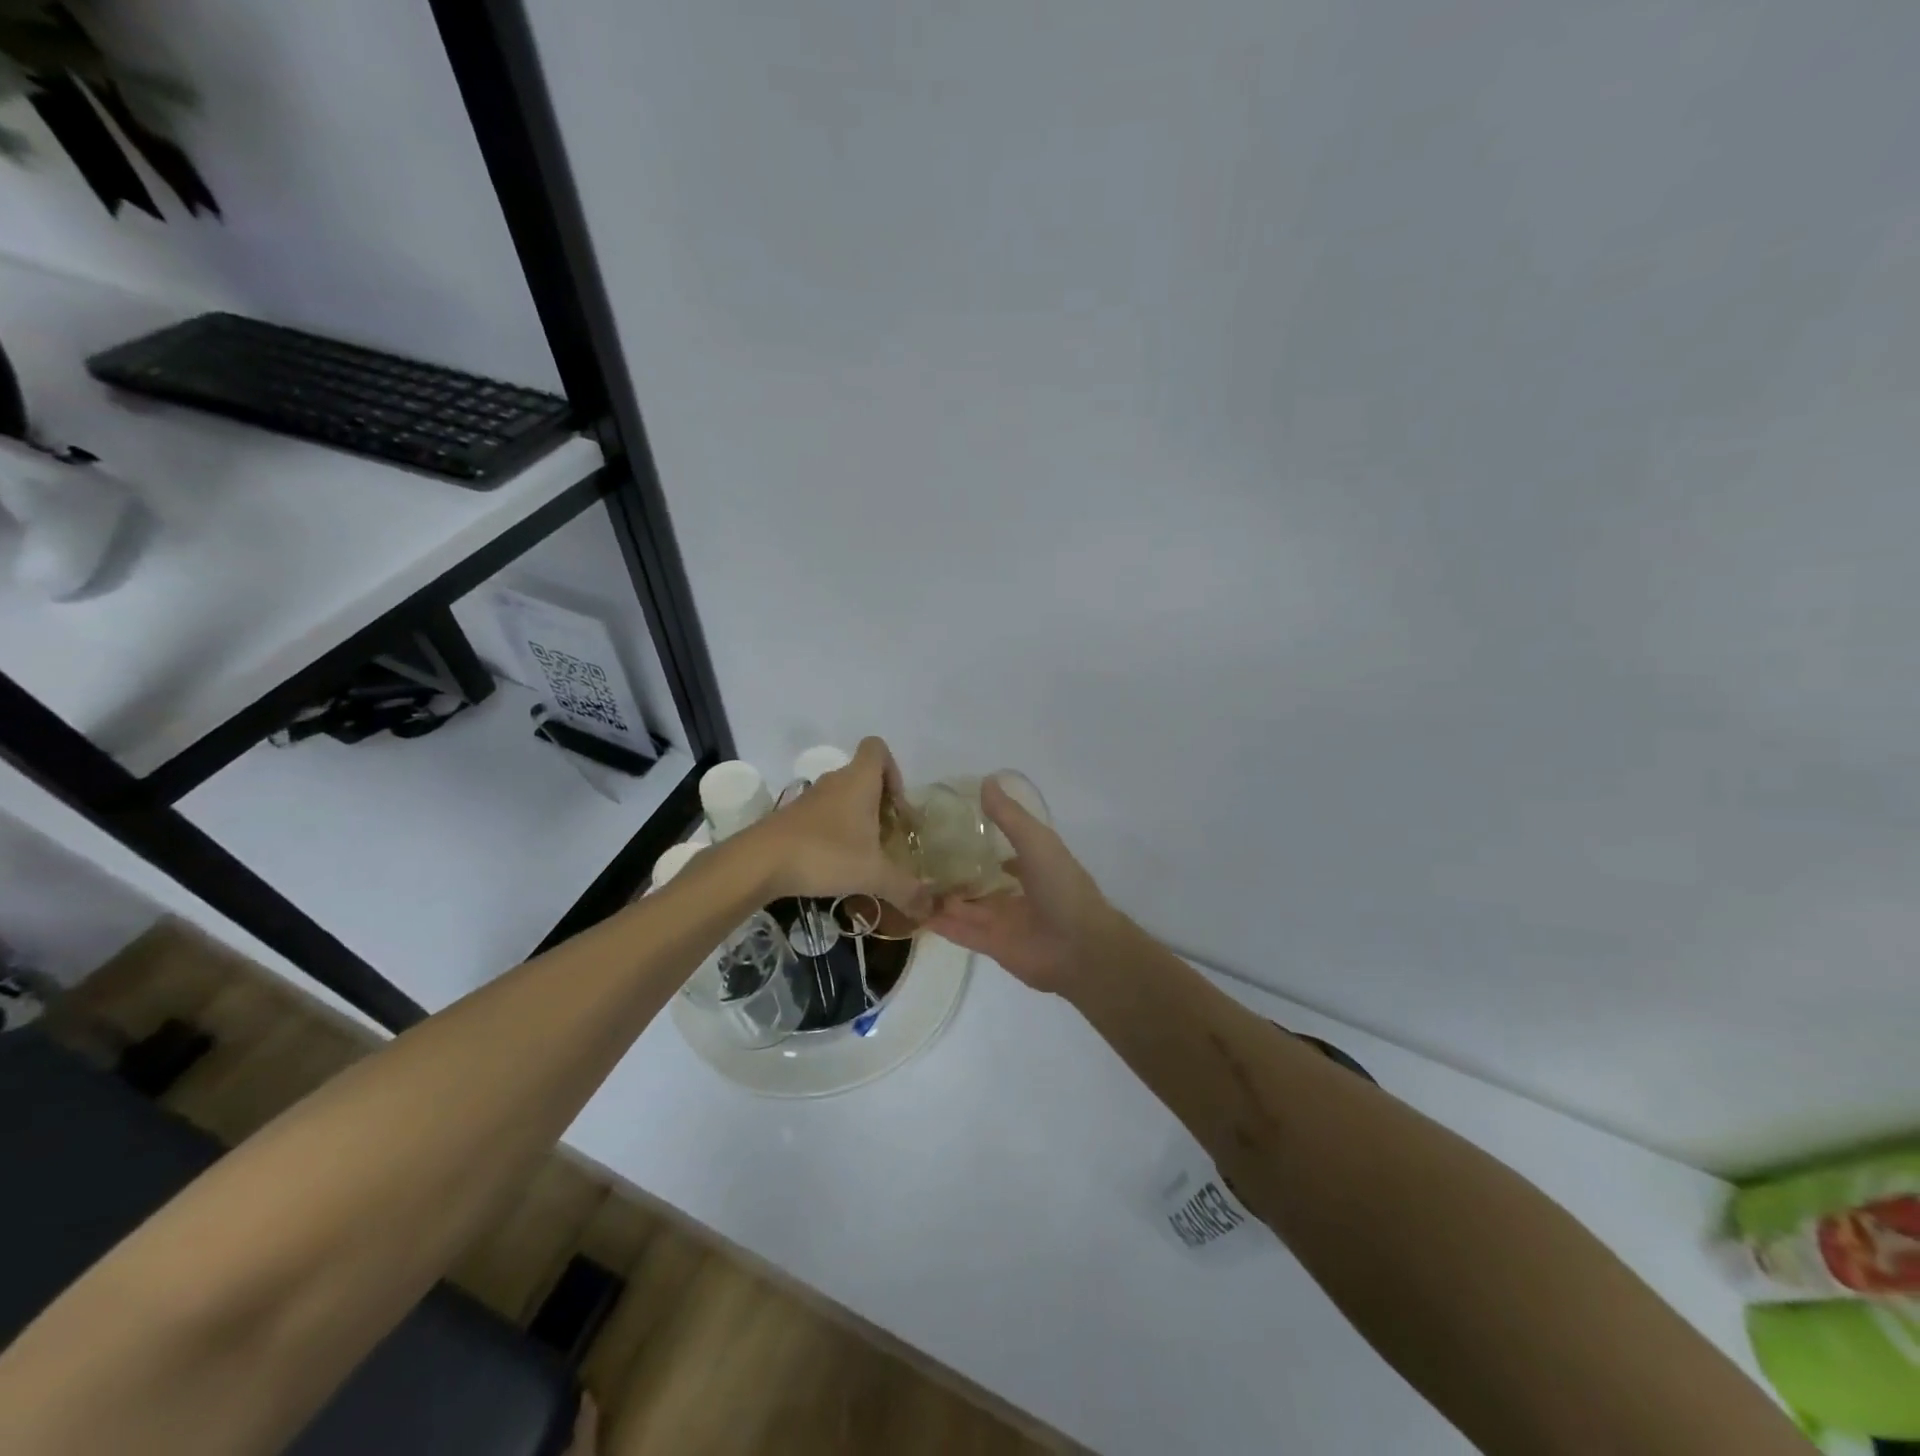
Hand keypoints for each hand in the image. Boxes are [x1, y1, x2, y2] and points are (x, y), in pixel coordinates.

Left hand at [746, 738, 931, 914]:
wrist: (759, 862)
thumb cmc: (825, 854)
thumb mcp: (873, 874)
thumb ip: (905, 888)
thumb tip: (931, 908)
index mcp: (859, 780)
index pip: (877, 749)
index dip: (894, 770)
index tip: (897, 806)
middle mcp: (835, 782)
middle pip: (863, 777)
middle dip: (880, 804)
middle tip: (888, 838)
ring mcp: (810, 799)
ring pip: (843, 798)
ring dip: (857, 820)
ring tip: (865, 856)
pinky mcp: (792, 818)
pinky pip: (823, 816)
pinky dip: (835, 833)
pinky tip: (836, 865)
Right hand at [923, 778, 1125, 995]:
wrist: (1080, 947)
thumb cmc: (1062, 887)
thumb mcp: (1036, 841)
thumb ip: (1009, 816)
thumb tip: (986, 781)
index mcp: (1031, 865)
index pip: (1000, 848)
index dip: (976, 838)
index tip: (944, 826)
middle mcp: (1016, 892)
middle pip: (978, 879)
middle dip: (953, 870)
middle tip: (915, 855)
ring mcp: (1003, 920)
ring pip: (965, 906)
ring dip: (941, 896)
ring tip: (907, 880)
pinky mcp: (992, 945)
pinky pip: (960, 932)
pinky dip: (940, 924)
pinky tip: (915, 912)